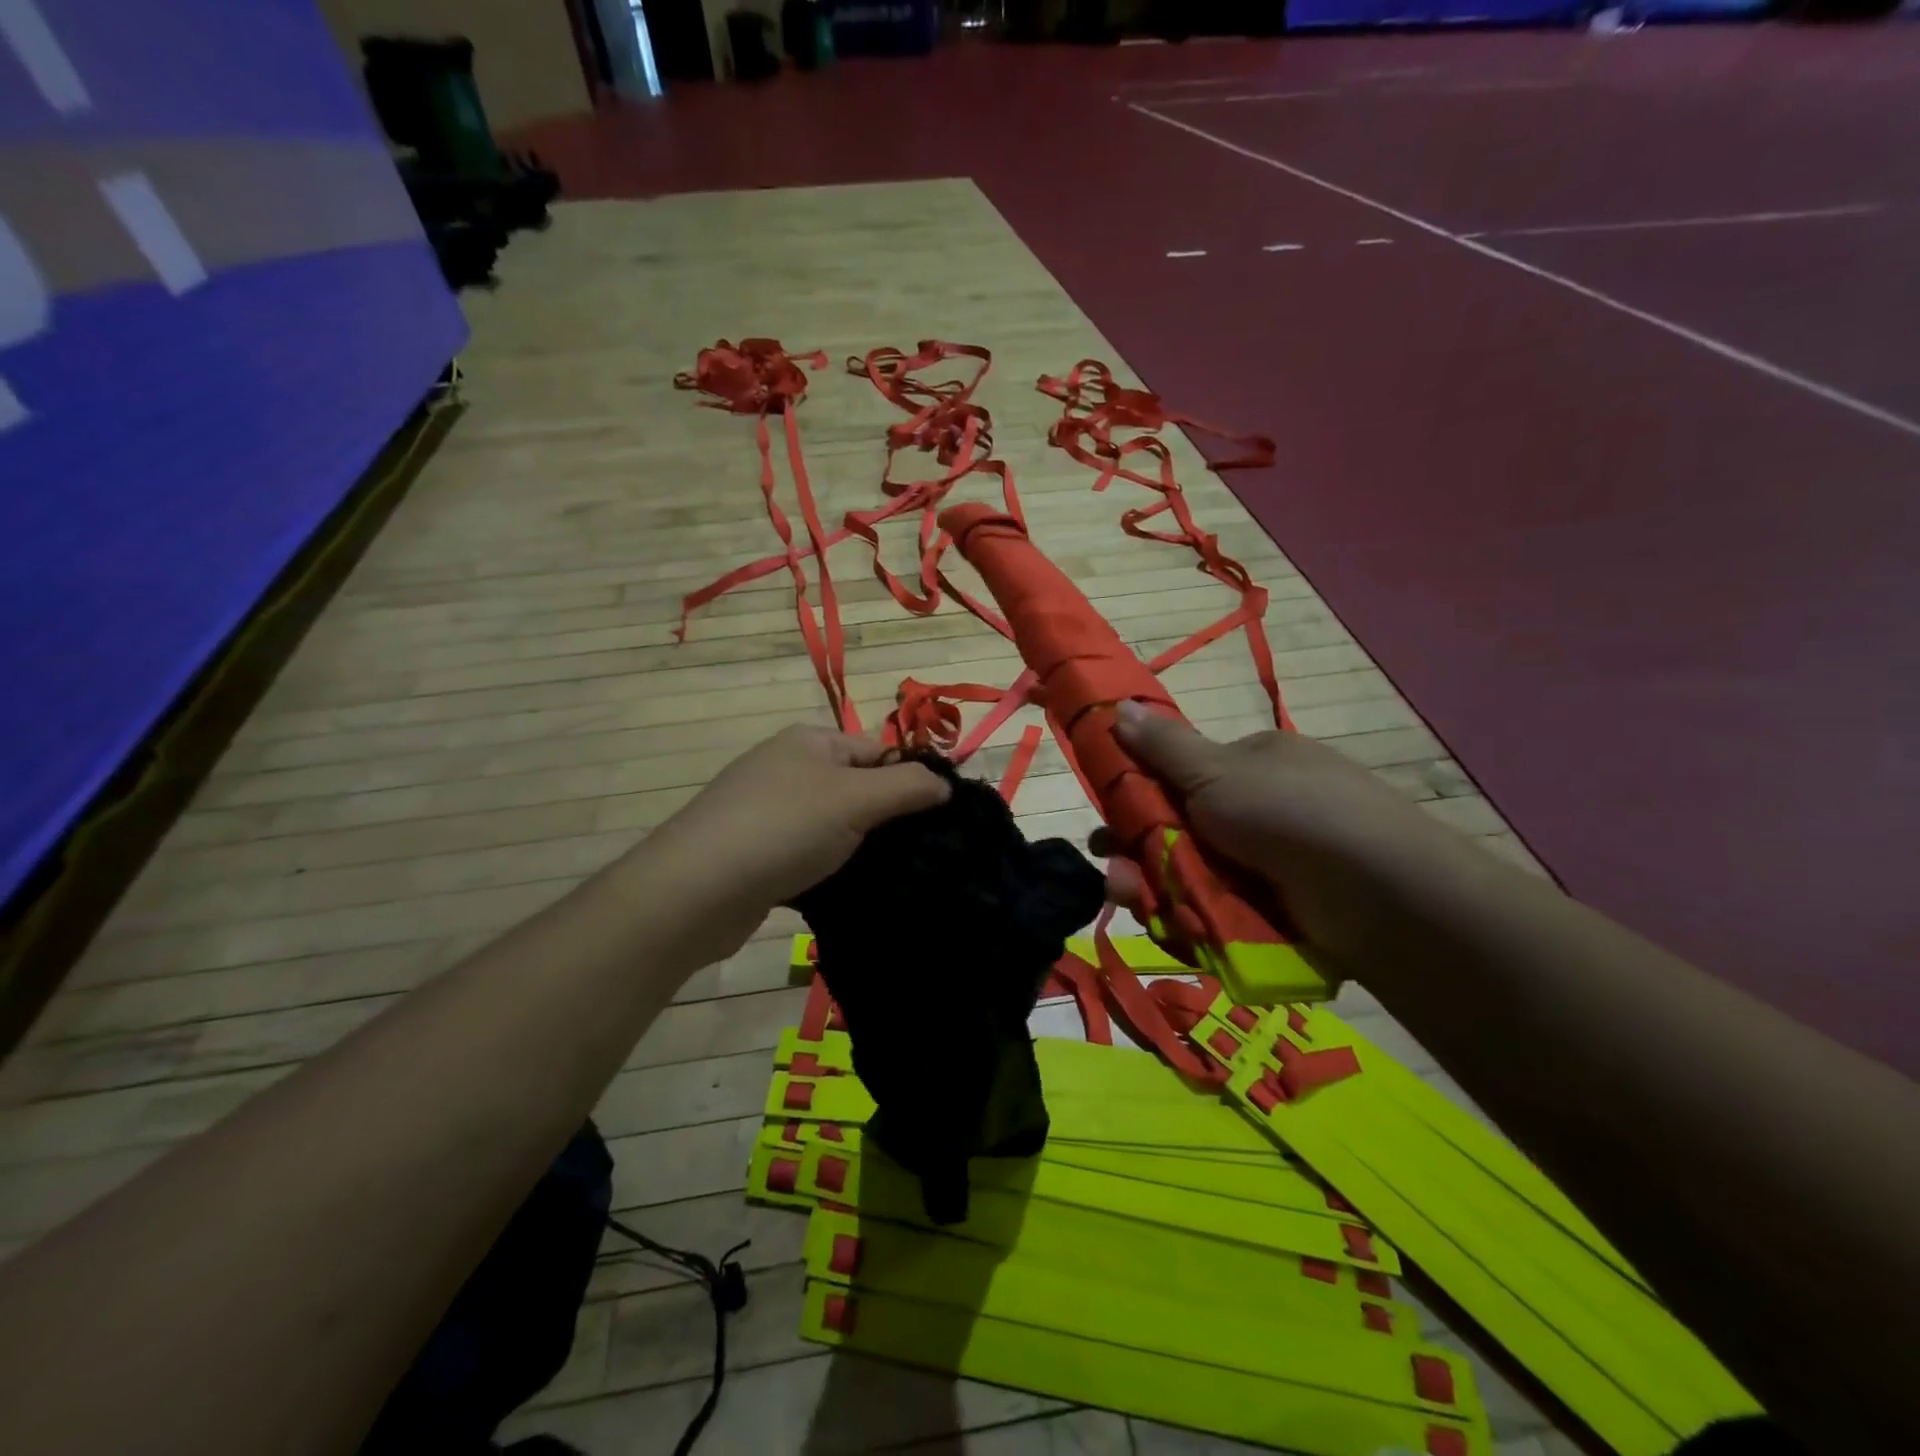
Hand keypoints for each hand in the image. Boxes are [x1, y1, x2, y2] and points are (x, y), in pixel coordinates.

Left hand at [651, 724, 949, 924]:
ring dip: (860, 850)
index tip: (943, 821)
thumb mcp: (855, 798)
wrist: (695, 891)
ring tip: (897, 879)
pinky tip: (851, 894)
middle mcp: (788, 769)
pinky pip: (808, 856)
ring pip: (834, 826)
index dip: (912, 780)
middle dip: (888, 819)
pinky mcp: (757, 854)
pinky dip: (830, 871)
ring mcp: (768, 812)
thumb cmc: (783, 828)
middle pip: (857, 788)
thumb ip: (907, 786)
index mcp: (811, 742)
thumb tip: (945, 784)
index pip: (879, 751)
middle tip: (925, 855)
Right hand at [1098, 703, 1469, 968]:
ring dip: (1156, 885)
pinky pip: (1220, 909)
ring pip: (1196, 874)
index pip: (1182, 775)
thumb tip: (1118, 704)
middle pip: (1184, 829)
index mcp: (1252, 764)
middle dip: (1142, 850)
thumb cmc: (1287, 812)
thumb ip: (1162, 746)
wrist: (1376, 893)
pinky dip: (1192, 915)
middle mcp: (1262, 808)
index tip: (1109, 819)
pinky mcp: (1280, 910)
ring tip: (1129, 898)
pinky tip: (1169, 923)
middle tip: (1114, 874)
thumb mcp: (1216, 770)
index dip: (1140, 796)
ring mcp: (1273, 862)